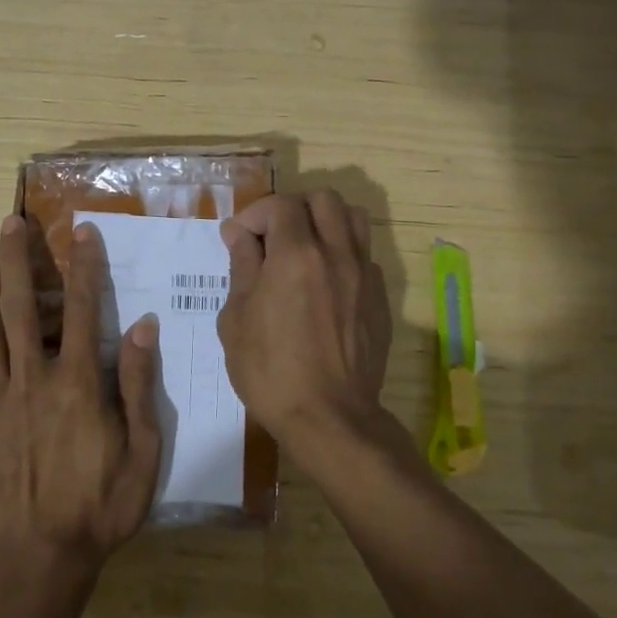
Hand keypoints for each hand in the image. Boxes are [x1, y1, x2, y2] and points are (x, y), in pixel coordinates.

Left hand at [0, 215, 162, 580]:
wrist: (38, 559)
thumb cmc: (101, 505)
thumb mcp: (142, 450)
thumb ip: (139, 385)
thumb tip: (143, 326)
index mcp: (76, 382)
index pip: (81, 308)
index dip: (83, 266)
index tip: (81, 231)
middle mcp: (32, 379)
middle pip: (19, 306)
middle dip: (16, 259)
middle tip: (10, 223)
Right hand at [218, 191, 395, 468]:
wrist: (330, 418)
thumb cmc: (270, 371)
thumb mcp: (237, 319)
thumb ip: (242, 267)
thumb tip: (239, 234)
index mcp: (296, 255)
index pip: (280, 205)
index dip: (254, 214)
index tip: (239, 238)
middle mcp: (336, 254)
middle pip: (324, 199)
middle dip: (293, 207)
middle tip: (273, 235)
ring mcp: (364, 275)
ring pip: (354, 218)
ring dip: (326, 221)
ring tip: (304, 247)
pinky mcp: (380, 298)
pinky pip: (364, 255)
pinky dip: (342, 253)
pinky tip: (325, 282)